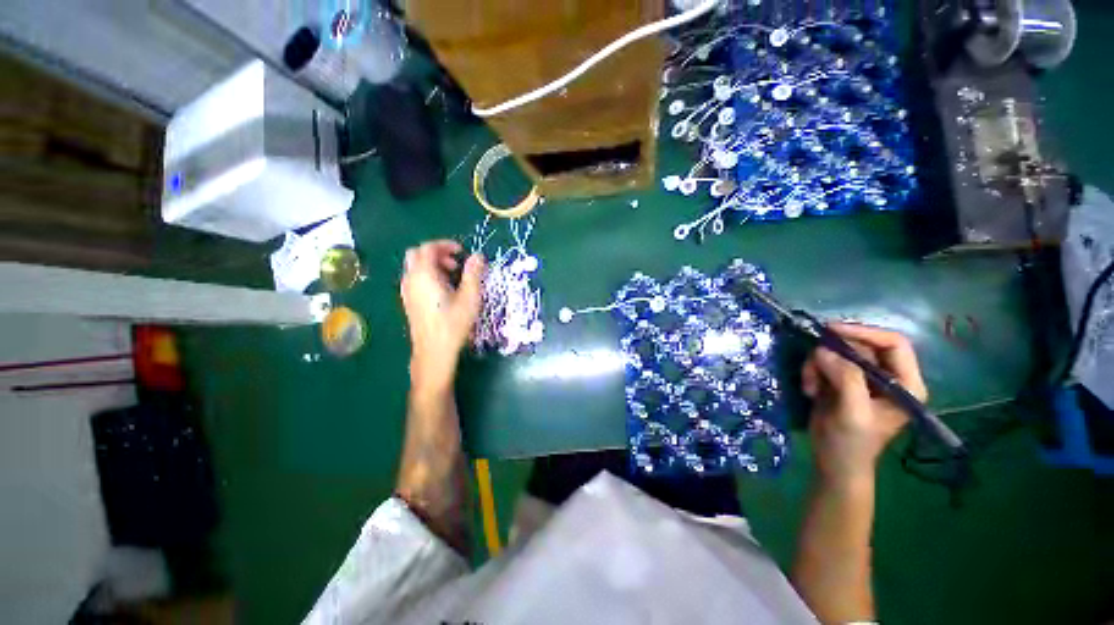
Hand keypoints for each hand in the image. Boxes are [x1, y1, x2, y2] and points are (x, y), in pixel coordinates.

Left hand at [400, 240, 484, 391]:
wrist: (433, 351)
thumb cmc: (453, 323)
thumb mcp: (469, 298)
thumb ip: (473, 274)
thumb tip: (478, 256)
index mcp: (424, 275)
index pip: (428, 248)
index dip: (445, 245)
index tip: (461, 251)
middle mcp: (410, 280)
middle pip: (417, 254)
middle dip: (437, 253)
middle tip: (455, 264)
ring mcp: (407, 291)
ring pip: (414, 267)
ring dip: (432, 265)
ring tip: (452, 278)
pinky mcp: (408, 302)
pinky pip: (414, 279)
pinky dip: (427, 276)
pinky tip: (443, 291)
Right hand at [801, 322, 926, 487]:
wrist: (833, 462)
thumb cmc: (852, 443)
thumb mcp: (853, 412)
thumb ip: (846, 379)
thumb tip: (823, 350)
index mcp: (905, 383)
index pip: (893, 343)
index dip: (865, 332)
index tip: (832, 331)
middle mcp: (887, 376)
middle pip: (860, 345)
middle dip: (832, 353)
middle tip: (812, 363)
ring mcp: (862, 378)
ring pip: (836, 353)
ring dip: (817, 365)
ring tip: (809, 385)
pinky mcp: (841, 381)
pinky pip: (823, 362)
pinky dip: (811, 371)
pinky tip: (809, 389)